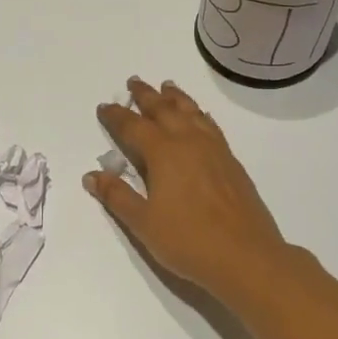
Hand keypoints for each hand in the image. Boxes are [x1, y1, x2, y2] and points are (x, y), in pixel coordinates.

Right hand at [84, 76, 290, 303]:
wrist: (245, 256)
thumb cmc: (188, 240)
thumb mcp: (143, 223)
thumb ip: (117, 196)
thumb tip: (92, 174)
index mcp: (163, 153)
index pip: (133, 126)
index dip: (117, 116)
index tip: (105, 106)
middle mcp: (189, 142)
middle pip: (164, 110)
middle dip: (146, 96)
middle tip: (134, 82)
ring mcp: (214, 150)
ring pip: (191, 112)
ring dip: (176, 98)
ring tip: (167, 87)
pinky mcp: (231, 161)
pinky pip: (210, 125)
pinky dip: (199, 114)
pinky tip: (199, 117)